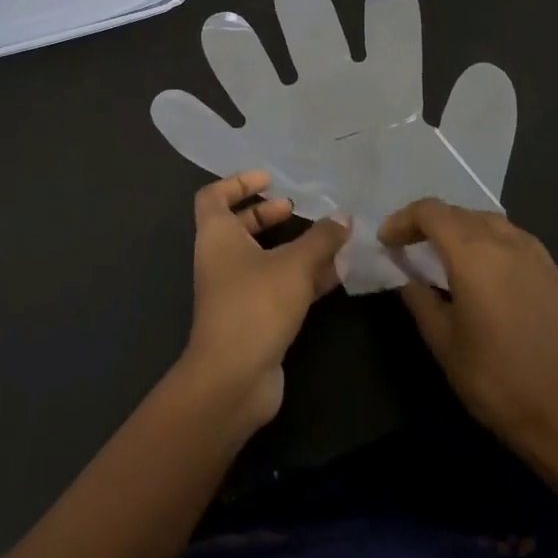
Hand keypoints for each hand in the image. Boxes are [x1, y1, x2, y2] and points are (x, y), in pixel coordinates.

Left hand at [180, 171, 349, 433]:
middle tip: (298, 207)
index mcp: (217, 236)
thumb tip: (343, 217)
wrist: (234, 378)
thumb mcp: (294, 265)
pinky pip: (278, 286)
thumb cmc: (255, 305)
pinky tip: (336, 273)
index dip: (238, 182)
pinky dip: (302, 276)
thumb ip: (321, 239)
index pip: (214, 196)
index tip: (269, 179)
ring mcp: (236, 291)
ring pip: (264, 258)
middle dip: (268, 214)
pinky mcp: (254, 318)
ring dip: (292, 247)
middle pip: (239, 226)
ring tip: (329, 238)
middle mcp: (221, 260)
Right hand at [384, 200, 557, 465]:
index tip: (387, 242)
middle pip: (458, 212)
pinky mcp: (552, 271)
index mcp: (473, 255)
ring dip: (459, 228)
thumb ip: (417, 296)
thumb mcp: (441, 339)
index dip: (403, 220)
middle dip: (428, 223)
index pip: (431, 212)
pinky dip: (488, 240)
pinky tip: (483, 267)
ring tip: (444, 254)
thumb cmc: (491, 377)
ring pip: (487, 220)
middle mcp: (505, 242)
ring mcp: (534, 254)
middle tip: (408, 246)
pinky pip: (513, 237)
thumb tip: (403, 271)